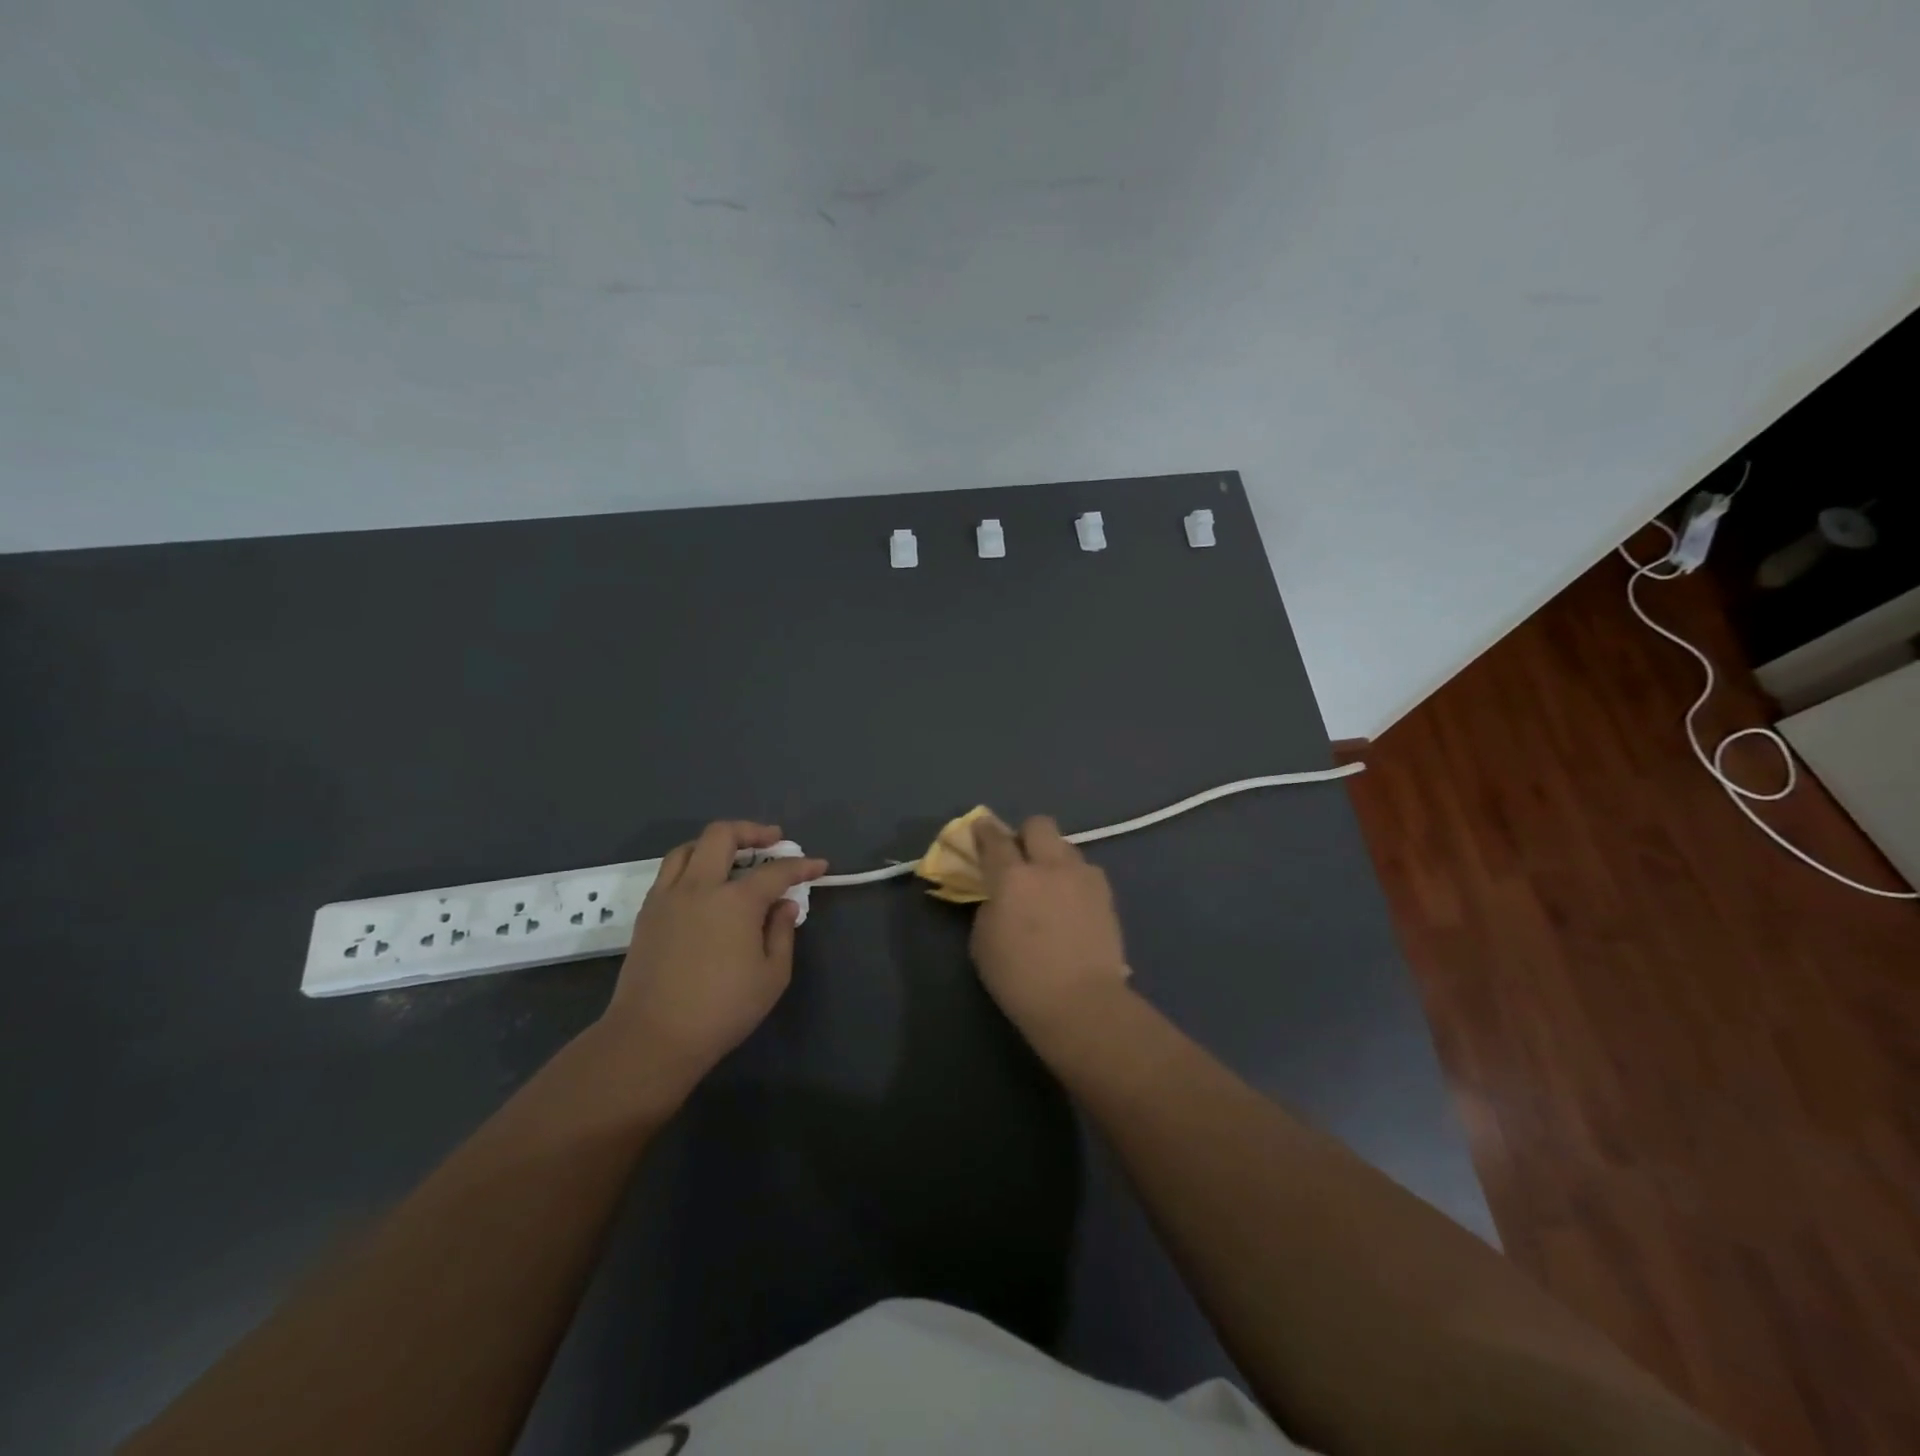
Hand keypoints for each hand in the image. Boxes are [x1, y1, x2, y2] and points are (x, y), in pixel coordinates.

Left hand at [603, 821, 825, 1087]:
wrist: (652, 1037)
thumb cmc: (721, 1010)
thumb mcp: (772, 976)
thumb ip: (782, 933)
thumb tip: (783, 906)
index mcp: (736, 901)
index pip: (776, 871)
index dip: (801, 866)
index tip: (818, 866)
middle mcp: (700, 887)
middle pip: (722, 835)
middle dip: (752, 831)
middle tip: (773, 840)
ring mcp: (668, 896)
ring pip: (689, 847)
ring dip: (716, 843)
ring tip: (734, 854)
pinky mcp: (647, 912)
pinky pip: (670, 871)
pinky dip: (692, 864)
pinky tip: (704, 883)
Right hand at [970, 815, 1131, 1036]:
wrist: (1081, 1004)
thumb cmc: (1020, 979)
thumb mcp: (983, 942)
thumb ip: (989, 907)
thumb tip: (1000, 895)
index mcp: (1012, 877)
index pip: (995, 839)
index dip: (984, 830)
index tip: (980, 828)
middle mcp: (1049, 866)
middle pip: (1039, 825)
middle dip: (1026, 834)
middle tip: (1020, 857)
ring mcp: (1083, 877)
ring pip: (1066, 846)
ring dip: (1053, 857)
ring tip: (1050, 883)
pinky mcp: (1106, 895)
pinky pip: (1085, 872)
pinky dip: (1074, 879)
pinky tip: (1071, 902)